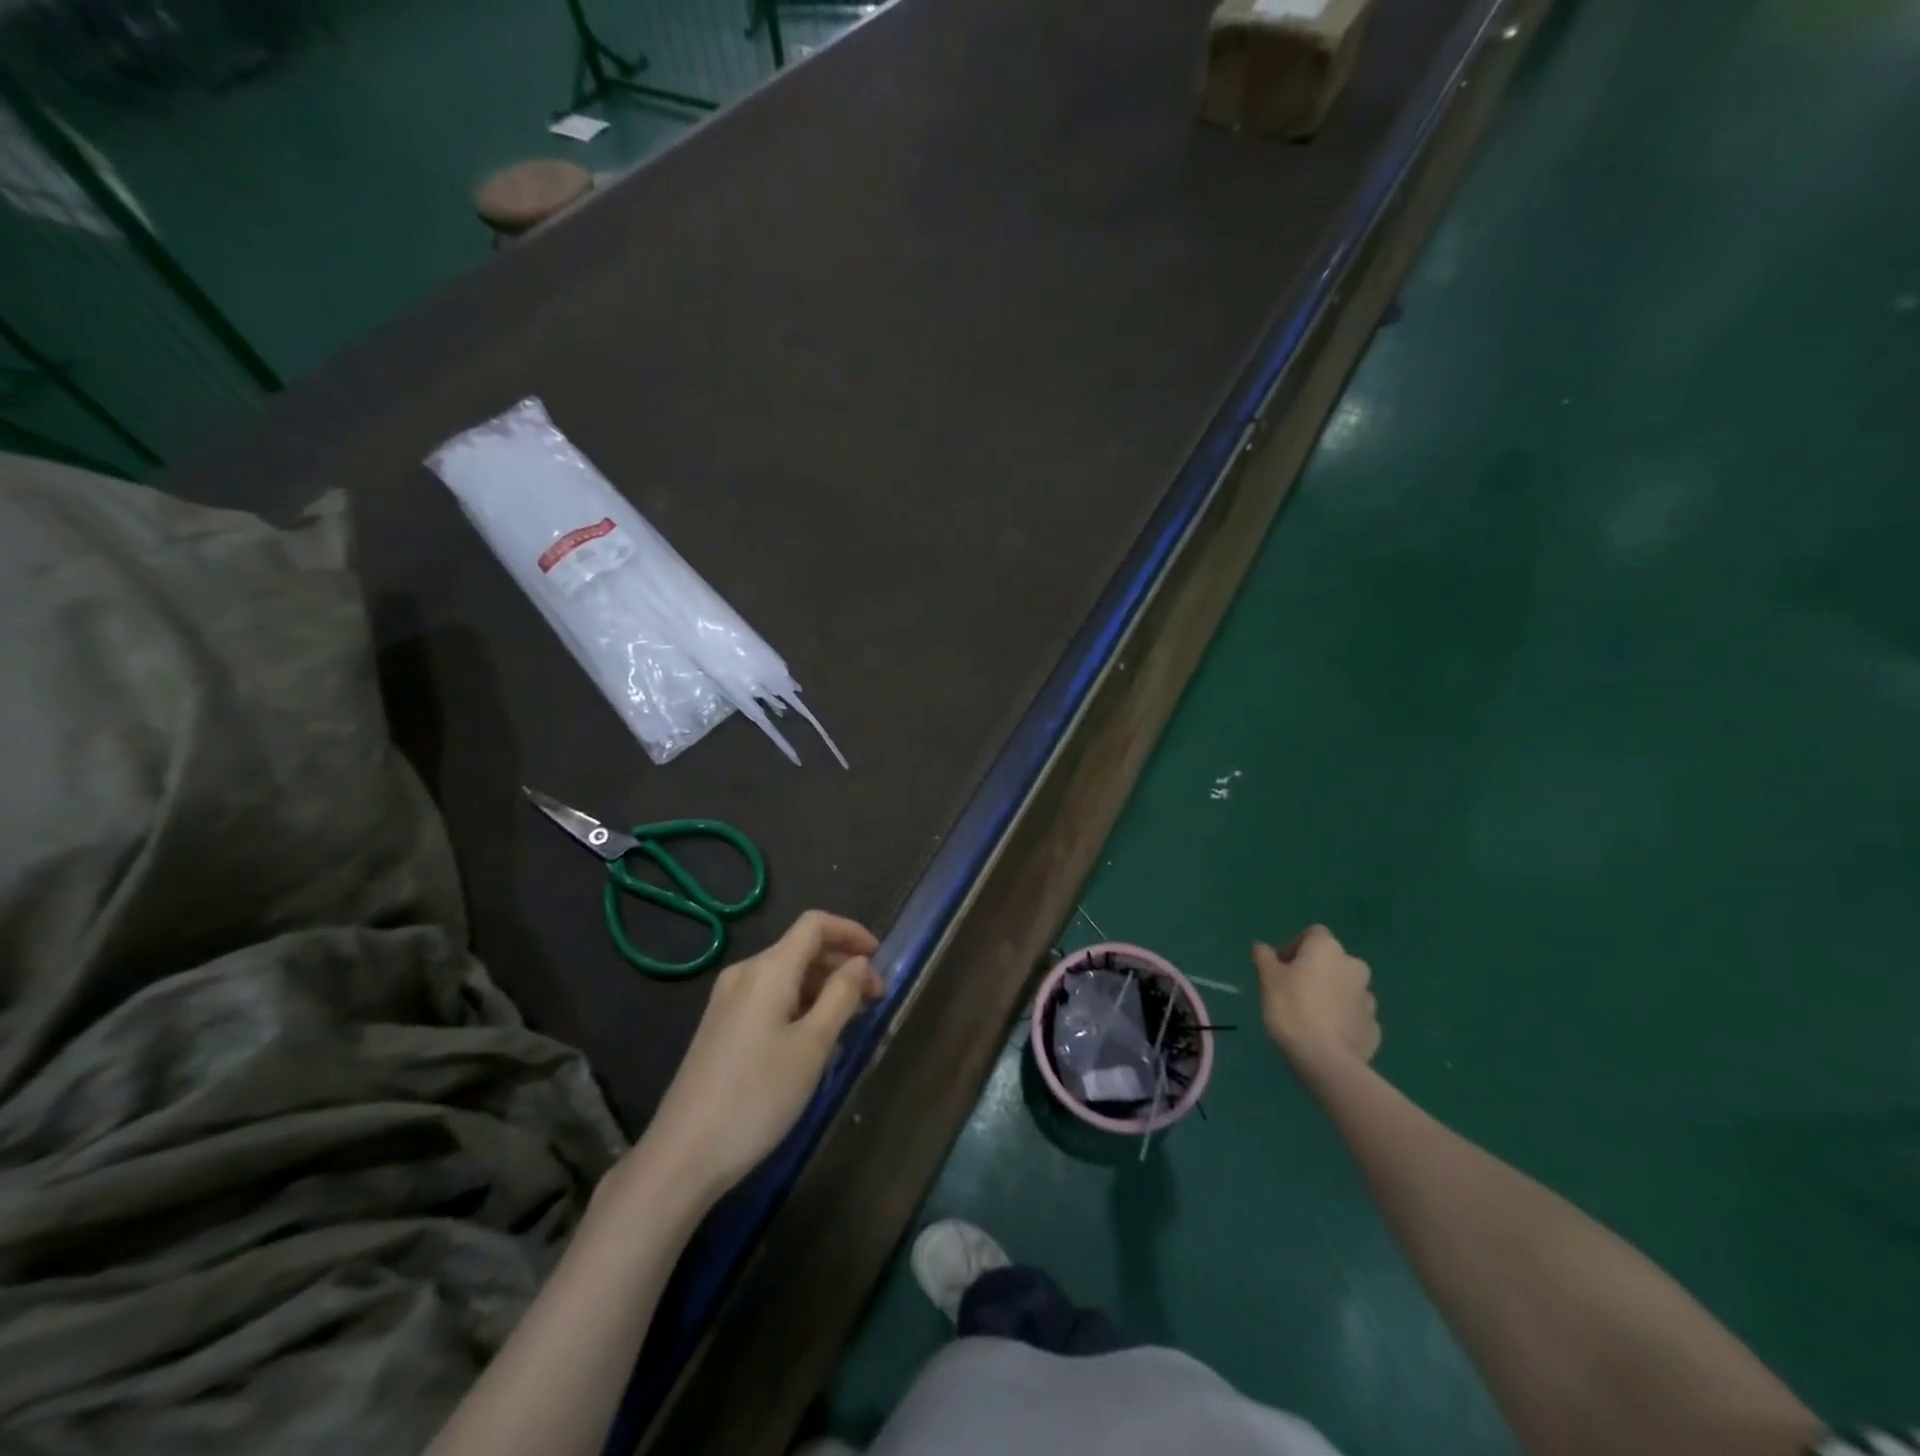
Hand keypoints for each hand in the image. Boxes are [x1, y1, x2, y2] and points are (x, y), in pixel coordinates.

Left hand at [625, 911, 881, 1207]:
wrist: (683, 1155)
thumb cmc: (758, 1097)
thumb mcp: (813, 1046)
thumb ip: (841, 996)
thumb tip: (860, 962)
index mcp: (768, 970)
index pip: (814, 924)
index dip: (851, 931)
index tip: (881, 957)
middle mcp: (744, 973)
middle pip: (800, 948)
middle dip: (841, 964)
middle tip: (874, 999)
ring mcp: (727, 1000)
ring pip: (785, 974)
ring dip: (822, 986)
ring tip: (850, 1021)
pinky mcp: (720, 1026)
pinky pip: (769, 997)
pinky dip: (799, 1003)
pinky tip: (813, 1038)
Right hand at [1255, 925, 1379, 1071]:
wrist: (1326, 1060)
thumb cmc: (1291, 1008)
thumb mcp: (1268, 979)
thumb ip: (1265, 958)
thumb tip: (1262, 947)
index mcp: (1328, 949)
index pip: (1313, 934)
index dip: (1295, 946)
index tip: (1280, 967)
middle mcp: (1354, 966)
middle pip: (1331, 960)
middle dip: (1315, 970)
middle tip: (1293, 990)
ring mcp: (1368, 997)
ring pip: (1345, 987)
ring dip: (1330, 993)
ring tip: (1309, 1015)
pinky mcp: (1374, 1026)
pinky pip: (1354, 1014)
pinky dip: (1342, 1017)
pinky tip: (1325, 1033)